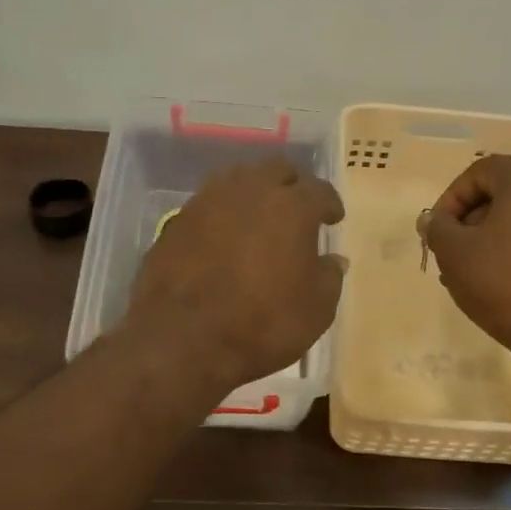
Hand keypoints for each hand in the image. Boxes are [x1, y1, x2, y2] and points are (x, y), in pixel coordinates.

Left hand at [126, 158, 344, 393]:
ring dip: (255, 194)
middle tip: (298, 209)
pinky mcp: (177, 220)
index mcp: (292, 206)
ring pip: (239, 180)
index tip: (333, 218)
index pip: (319, 191)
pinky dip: (224, 215)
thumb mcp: (316, 310)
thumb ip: (329, 277)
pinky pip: (210, 205)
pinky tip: (225, 238)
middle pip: (277, 171)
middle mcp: (250, 190)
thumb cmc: (262, 324)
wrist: (180, 338)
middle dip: (292, 186)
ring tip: (260, 219)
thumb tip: (332, 259)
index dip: (329, 204)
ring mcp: (208, 201)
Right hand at [423, 155, 510, 370]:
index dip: (453, 197)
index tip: (439, 231)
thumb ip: (438, 229)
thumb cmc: (507, 285)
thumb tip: (434, 220)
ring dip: (499, 240)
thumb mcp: (455, 255)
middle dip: (475, 221)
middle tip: (456, 255)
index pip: (482, 170)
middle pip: (508, 194)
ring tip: (480, 276)